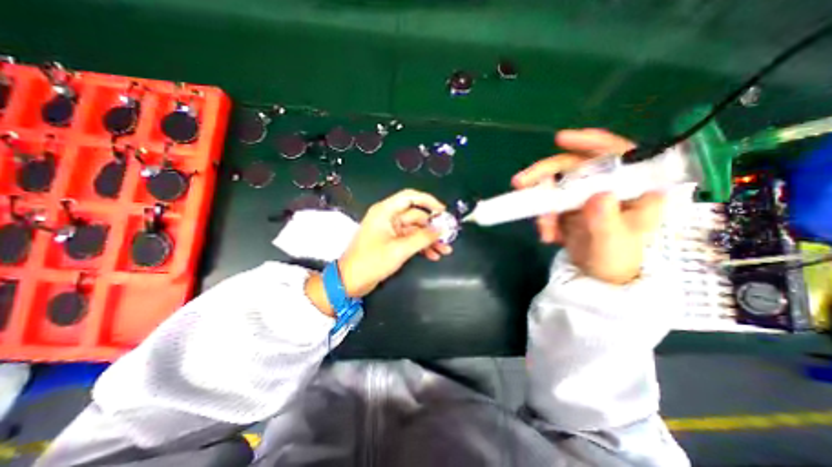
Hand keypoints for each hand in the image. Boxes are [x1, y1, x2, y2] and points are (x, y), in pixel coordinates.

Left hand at [340, 188, 453, 294]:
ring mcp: (390, 231)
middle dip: (432, 227)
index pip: (410, 197)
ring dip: (429, 239)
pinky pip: (410, 240)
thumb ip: (423, 238)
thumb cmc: (372, 262)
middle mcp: (388, 217)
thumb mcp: (400, 249)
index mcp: (386, 211)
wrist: (350, 281)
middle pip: (416, 216)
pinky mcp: (391, 242)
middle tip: (448, 237)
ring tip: (445, 250)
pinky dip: (421, 246)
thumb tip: (441, 229)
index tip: (443, 212)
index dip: (428, 201)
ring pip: (415, 230)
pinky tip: (433, 255)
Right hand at [510, 130, 666, 284]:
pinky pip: (548, 205)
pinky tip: (548, 237)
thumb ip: (606, 220)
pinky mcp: (568, 208)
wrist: (597, 276)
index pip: (619, 152)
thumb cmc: (615, 260)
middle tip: (519, 183)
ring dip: (543, 207)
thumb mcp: (612, 242)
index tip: (562, 140)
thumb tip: (597, 195)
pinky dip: (543, 219)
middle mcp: (606, 186)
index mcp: (632, 188)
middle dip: (545, 175)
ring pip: (555, 188)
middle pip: (574, 167)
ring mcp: (583, 197)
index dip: (591, 142)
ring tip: (544, 231)